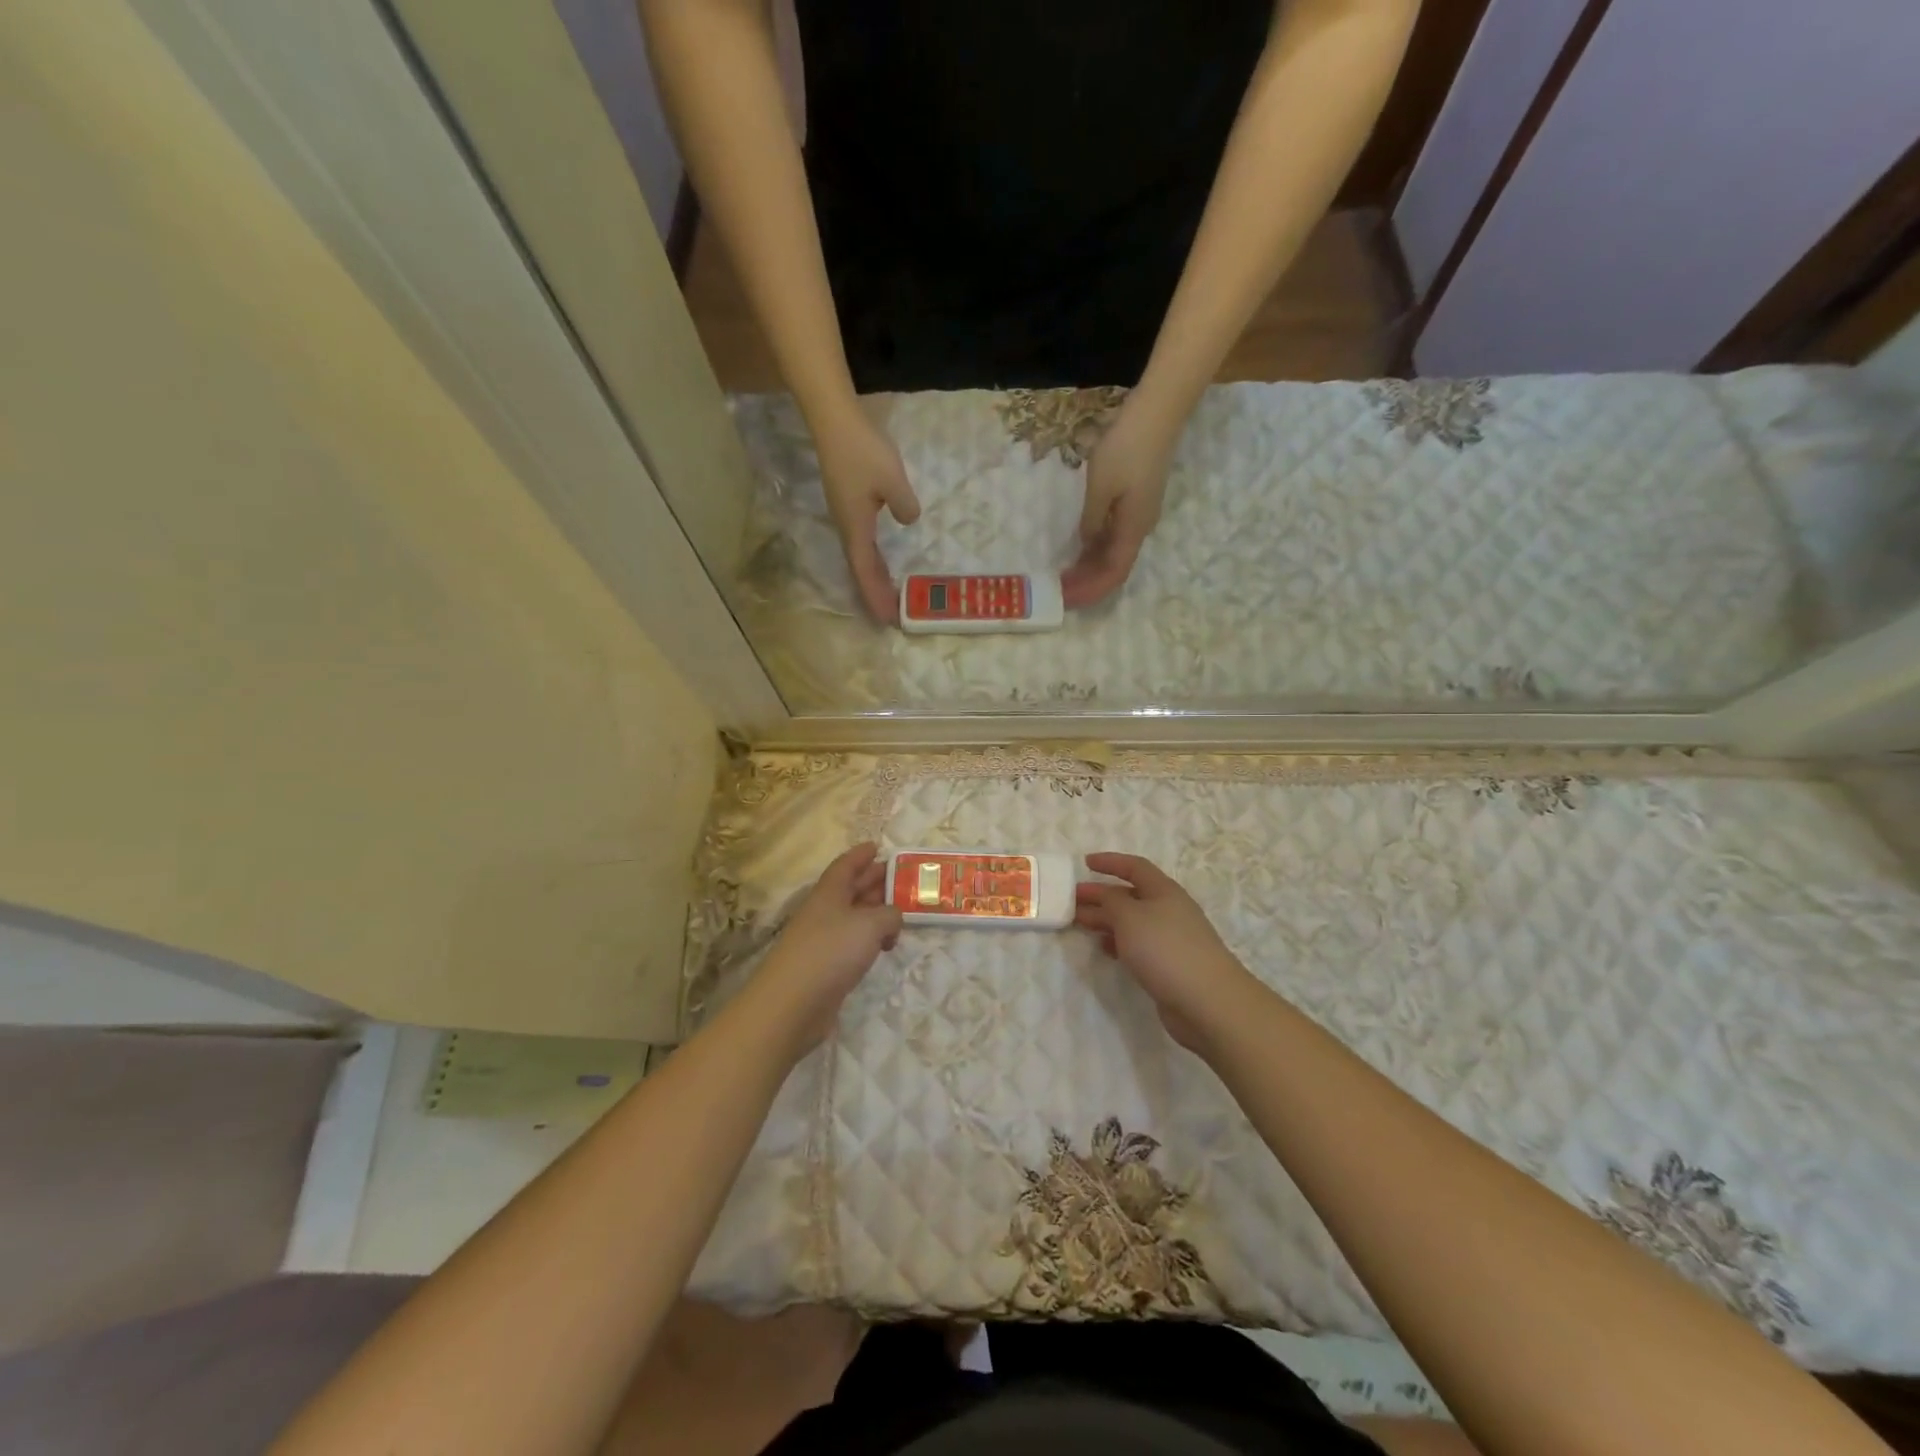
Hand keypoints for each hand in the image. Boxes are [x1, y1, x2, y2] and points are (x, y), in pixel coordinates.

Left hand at [754, 843, 901, 1053]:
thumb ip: (890, 914)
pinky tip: (885, 947)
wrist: (792, 1004)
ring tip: (901, 912)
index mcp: (829, 893)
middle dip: (874, 881)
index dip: (861, 854)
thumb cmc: (831, 951)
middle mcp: (824, 912)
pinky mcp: (825, 967)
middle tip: (900, 878)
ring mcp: (822, 940)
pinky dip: (870, 939)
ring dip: (875, 912)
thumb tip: (893, 918)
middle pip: (851, 889)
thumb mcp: (870, 924)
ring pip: (853, 917)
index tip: (877, 846)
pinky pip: (852, 943)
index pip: (845, 865)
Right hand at [814, 412, 920, 622]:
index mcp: (856, 527)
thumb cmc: (862, 450)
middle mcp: (847, 527)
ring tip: (889, 595)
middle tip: (892, 616)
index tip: (889, 619)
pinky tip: (882, 558)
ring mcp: (845, 516)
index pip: (867, 571)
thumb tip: (909, 520)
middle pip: (861, 569)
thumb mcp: (892, 479)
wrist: (833, 420)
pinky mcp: (848, 504)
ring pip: (860, 557)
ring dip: (874, 578)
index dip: (877, 596)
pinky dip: (873, 558)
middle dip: (876, 593)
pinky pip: (862, 542)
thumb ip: (904, 505)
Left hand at [1062, 407, 1172, 608]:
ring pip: (1114, 553)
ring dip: (1091, 568)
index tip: (1065, 598)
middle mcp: (1140, 528)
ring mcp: (1140, 515)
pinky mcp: (1136, 502)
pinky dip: (1097, 548)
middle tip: (1059, 591)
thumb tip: (1087, 543)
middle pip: (1114, 567)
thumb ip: (1092, 520)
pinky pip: (1115, 536)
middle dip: (1087, 583)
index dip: (1090, 590)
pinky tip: (1080, 549)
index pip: (1113, 573)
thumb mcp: (1100, 487)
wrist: (1157, 414)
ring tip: (1065, 575)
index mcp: (1133, 528)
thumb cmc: (1127, 448)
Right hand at [1074, 853, 1256, 1051]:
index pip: (1135, 867)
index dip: (1110, 862)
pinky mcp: (1169, 965)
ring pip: (1132, 921)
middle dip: (1101, 895)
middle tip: (1072, 900)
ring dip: (1106, 920)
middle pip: (1130, 895)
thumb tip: (1103, 894)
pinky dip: (1118, 942)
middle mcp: (1169, 910)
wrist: (1207, 1001)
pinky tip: (1104, 948)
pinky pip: (1138, 945)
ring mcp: (1171, 939)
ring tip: (1080, 924)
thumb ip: (1110, 901)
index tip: (1085, 863)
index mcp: (1164, 891)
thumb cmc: (1165, 949)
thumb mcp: (1129, 917)